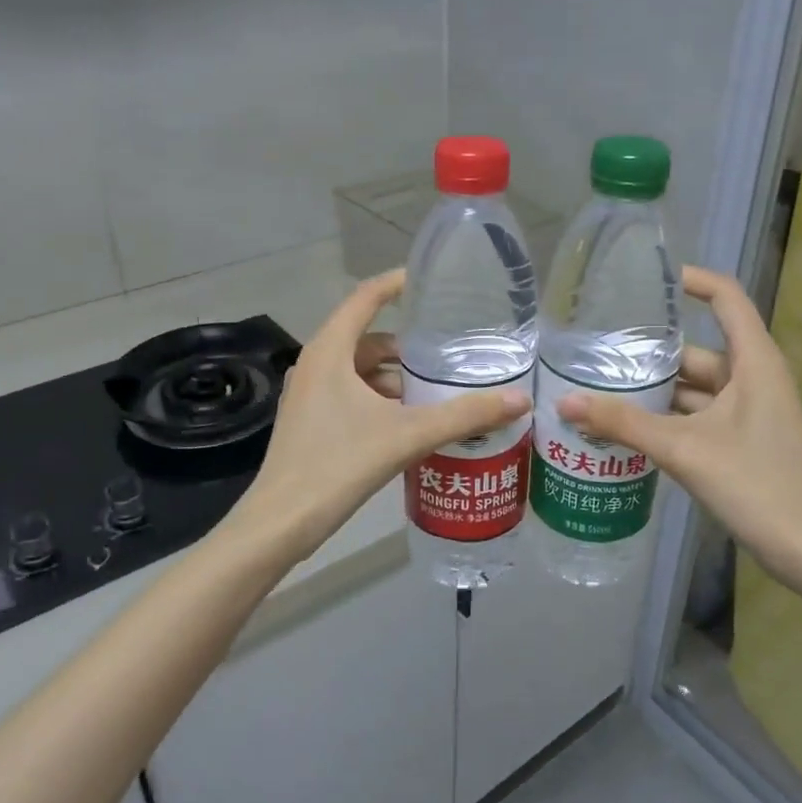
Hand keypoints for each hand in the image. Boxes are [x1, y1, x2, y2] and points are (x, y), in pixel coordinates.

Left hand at [238, 271, 529, 556]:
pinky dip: (378, 397)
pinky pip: (349, 393)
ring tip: (434, 391)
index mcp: (330, 351)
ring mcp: (308, 394)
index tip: (429, 281)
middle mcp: (315, 364)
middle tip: (446, 352)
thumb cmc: (340, 464)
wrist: (282, 521)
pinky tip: (407, 421)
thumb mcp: (409, 435)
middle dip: (406, 345)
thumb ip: (464, 415)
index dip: (397, 284)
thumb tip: (520, 399)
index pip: (365, 298)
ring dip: (393, 376)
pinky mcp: (309, 420)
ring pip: (358, 370)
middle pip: (366, 338)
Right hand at [556, 266, 801, 590]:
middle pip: (696, 349)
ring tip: (598, 386)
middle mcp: (751, 378)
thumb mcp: (684, 449)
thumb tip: (565, 403)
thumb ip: (624, 424)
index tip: (644, 279)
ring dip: (653, 390)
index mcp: (753, 361)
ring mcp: (747, 411)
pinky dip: (664, 417)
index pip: (725, 297)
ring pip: (692, 387)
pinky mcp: (739, 440)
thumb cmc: (758, 485)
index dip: (691, 279)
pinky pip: (695, 415)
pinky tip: (624, 426)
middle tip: (595, 348)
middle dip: (649, 351)